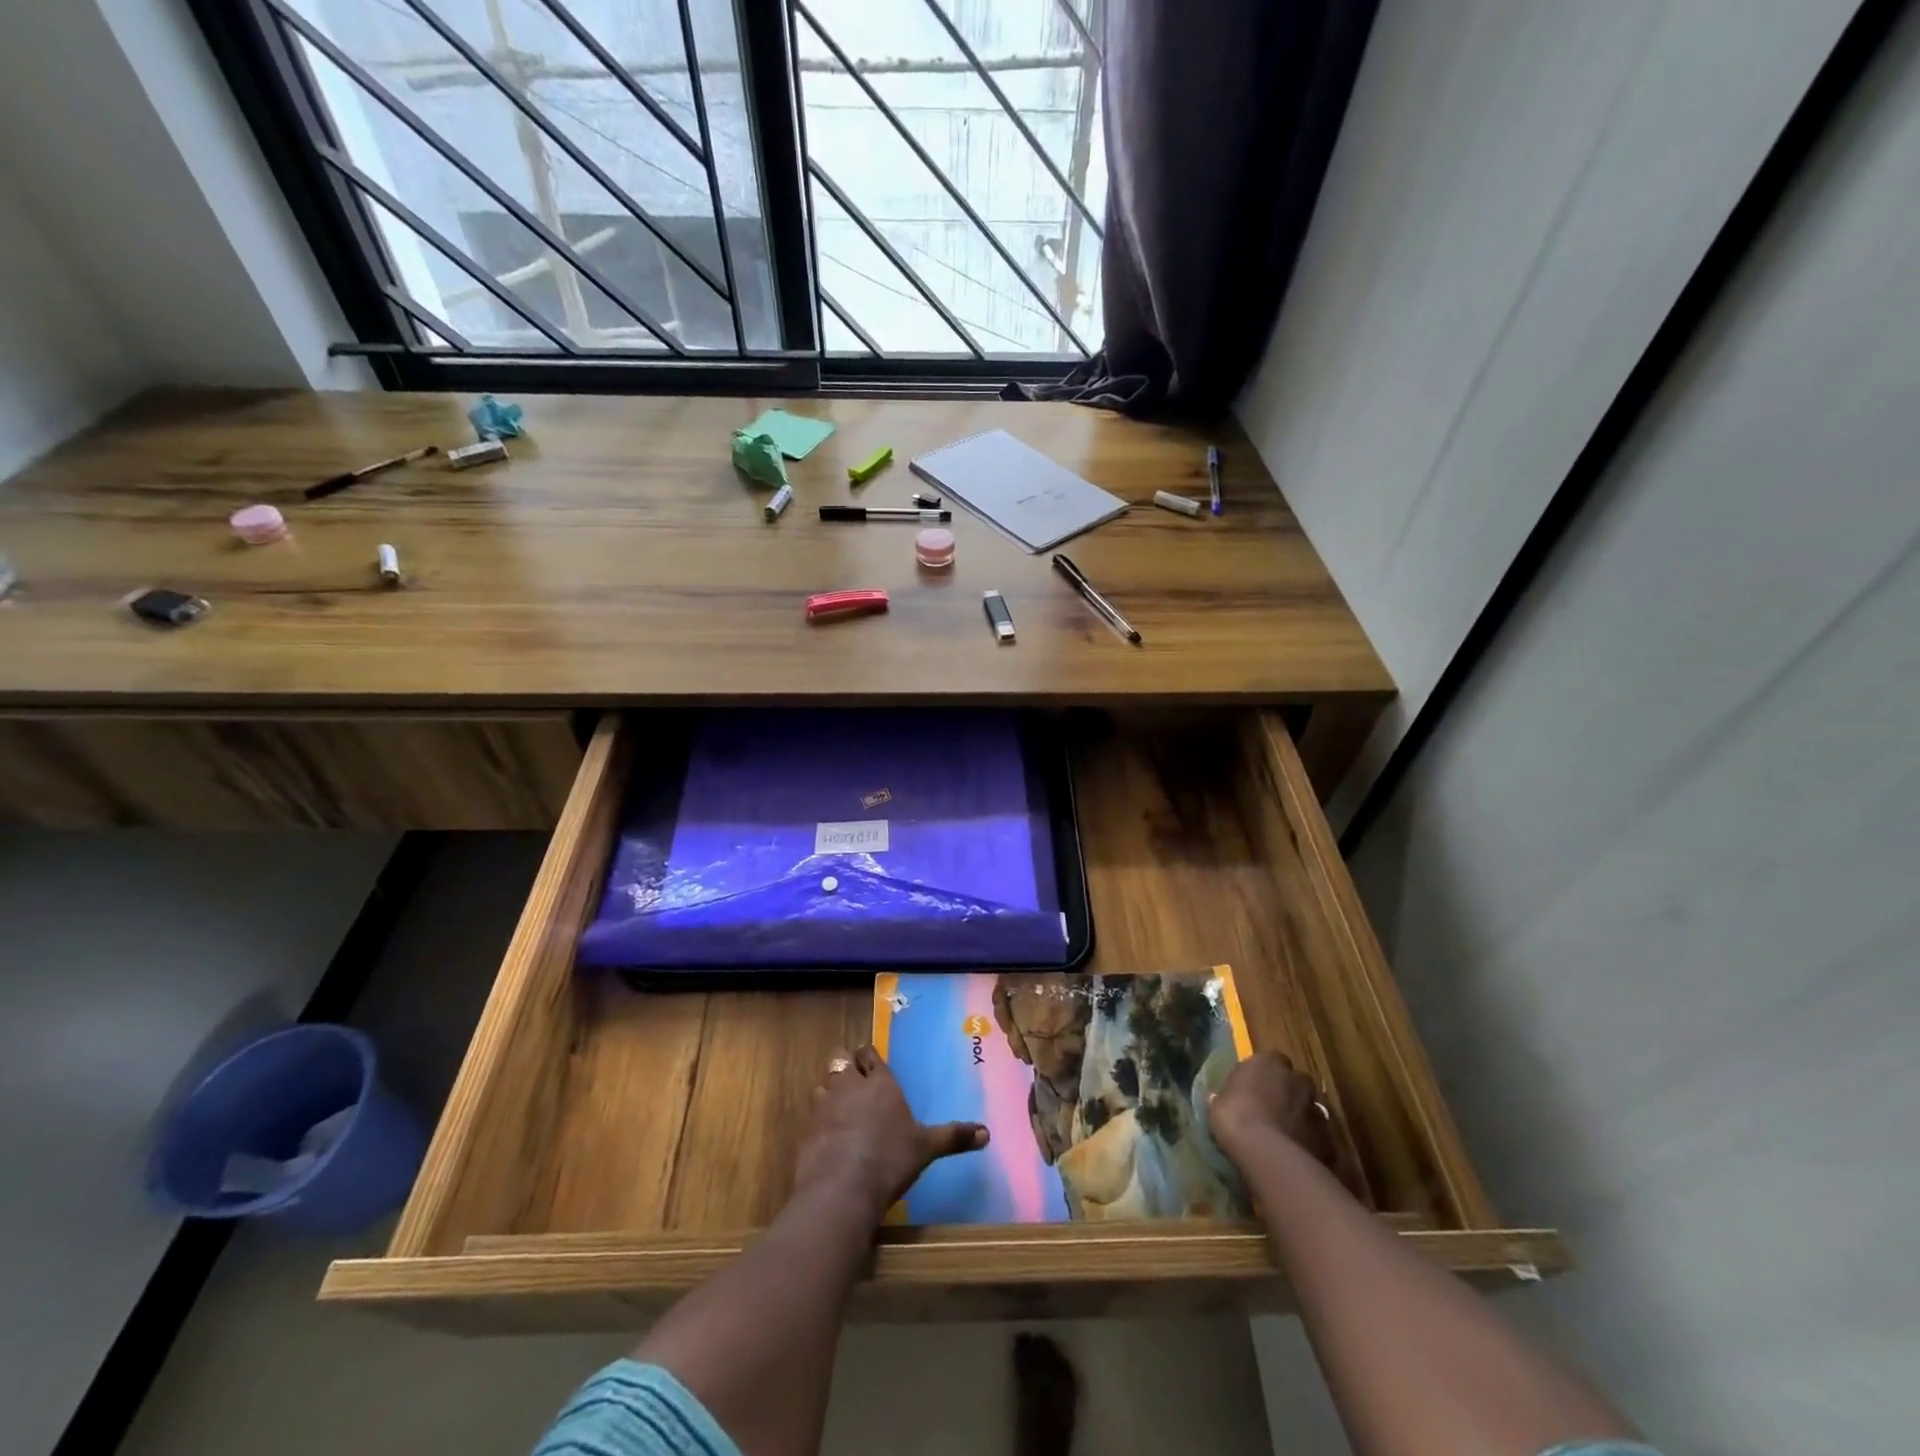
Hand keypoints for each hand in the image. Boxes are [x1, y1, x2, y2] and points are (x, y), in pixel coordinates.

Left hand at [792, 1045, 988, 1219]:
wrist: (842, 1188)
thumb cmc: (890, 1159)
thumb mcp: (927, 1148)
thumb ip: (954, 1137)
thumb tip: (987, 1133)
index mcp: (880, 1083)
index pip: (869, 1054)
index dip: (869, 1057)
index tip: (871, 1062)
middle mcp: (850, 1086)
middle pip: (841, 1061)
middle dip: (846, 1068)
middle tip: (855, 1083)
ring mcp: (824, 1106)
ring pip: (822, 1085)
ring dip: (829, 1093)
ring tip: (839, 1109)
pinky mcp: (806, 1130)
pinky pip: (811, 1116)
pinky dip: (818, 1122)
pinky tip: (826, 1138)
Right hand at [1208, 1051, 1335, 1167]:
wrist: (1267, 1154)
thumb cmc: (1235, 1117)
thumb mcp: (1217, 1104)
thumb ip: (1224, 1097)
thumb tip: (1218, 1099)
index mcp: (1267, 1061)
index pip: (1269, 1059)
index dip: (1262, 1075)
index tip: (1252, 1088)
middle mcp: (1295, 1077)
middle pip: (1294, 1080)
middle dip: (1286, 1091)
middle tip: (1271, 1108)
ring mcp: (1315, 1106)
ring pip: (1308, 1106)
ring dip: (1300, 1114)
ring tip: (1284, 1132)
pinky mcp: (1327, 1135)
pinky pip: (1317, 1133)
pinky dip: (1309, 1139)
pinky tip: (1296, 1152)